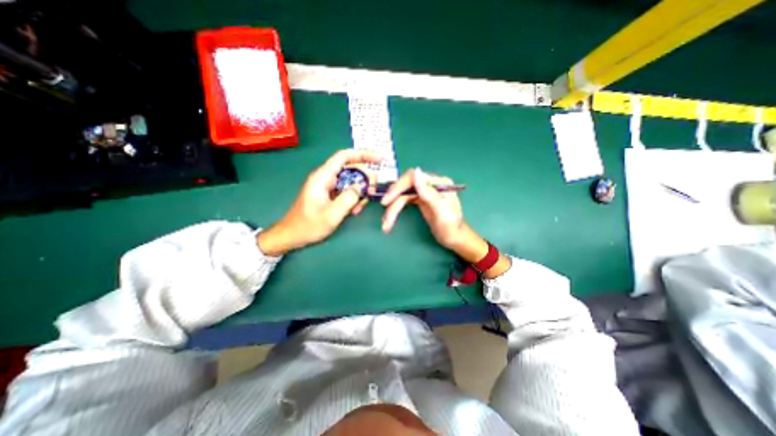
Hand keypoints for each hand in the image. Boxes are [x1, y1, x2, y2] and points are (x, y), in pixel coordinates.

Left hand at [258, 150, 381, 255]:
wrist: (292, 235)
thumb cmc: (309, 226)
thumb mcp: (331, 214)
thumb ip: (348, 198)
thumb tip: (361, 186)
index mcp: (322, 177)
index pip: (344, 157)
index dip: (363, 154)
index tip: (379, 159)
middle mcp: (325, 178)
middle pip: (350, 169)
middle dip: (364, 179)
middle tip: (372, 192)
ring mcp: (328, 186)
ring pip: (350, 181)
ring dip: (359, 192)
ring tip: (359, 208)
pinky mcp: (330, 194)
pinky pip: (346, 190)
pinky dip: (353, 198)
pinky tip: (354, 210)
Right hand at [381, 166, 486, 262]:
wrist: (455, 238)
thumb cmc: (451, 227)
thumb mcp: (441, 211)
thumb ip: (429, 193)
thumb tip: (416, 171)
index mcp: (438, 183)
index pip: (412, 177)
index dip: (397, 187)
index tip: (387, 201)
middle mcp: (430, 184)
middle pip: (405, 187)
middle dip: (393, 202)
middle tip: (385, 219)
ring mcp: (424, 191)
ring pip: (402, 195)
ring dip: (392, 209)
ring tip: (386, 225)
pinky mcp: (419, 199)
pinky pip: (403, 201)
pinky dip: (395, 210)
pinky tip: (389, 220)